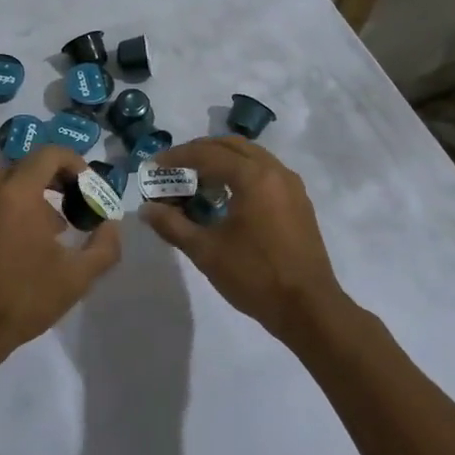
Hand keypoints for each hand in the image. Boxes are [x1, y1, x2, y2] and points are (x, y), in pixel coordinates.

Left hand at [0, 146, 121, 367]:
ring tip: (43, 236)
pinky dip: (3, 213)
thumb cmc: (21, 300)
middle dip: (53, 183)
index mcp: (16, 193)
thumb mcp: (76, 278)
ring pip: (2, 187)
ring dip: (28, 200)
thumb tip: (111, 226)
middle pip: (25, 168)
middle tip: (70, 212)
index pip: (49, 154)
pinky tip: (12, 249)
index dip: (74, 163)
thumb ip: (104, 246)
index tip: (87, 188)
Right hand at [139, 138, 345, 339]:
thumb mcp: (206, 251)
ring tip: (198, 180)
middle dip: (200, 151)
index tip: (154, 165)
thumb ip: (172, 225)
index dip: (177, 157)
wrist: (308, 308)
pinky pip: (265, 172)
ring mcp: (291, 185)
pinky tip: (227, 196)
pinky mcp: (299, 201)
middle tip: (174, 167)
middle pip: (231, 146)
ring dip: (222, 160)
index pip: (207, 154)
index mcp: (253, 177)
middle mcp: (275, 171)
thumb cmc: (255, 276)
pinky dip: (241, 172)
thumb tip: (146, 209)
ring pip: (251, 156)